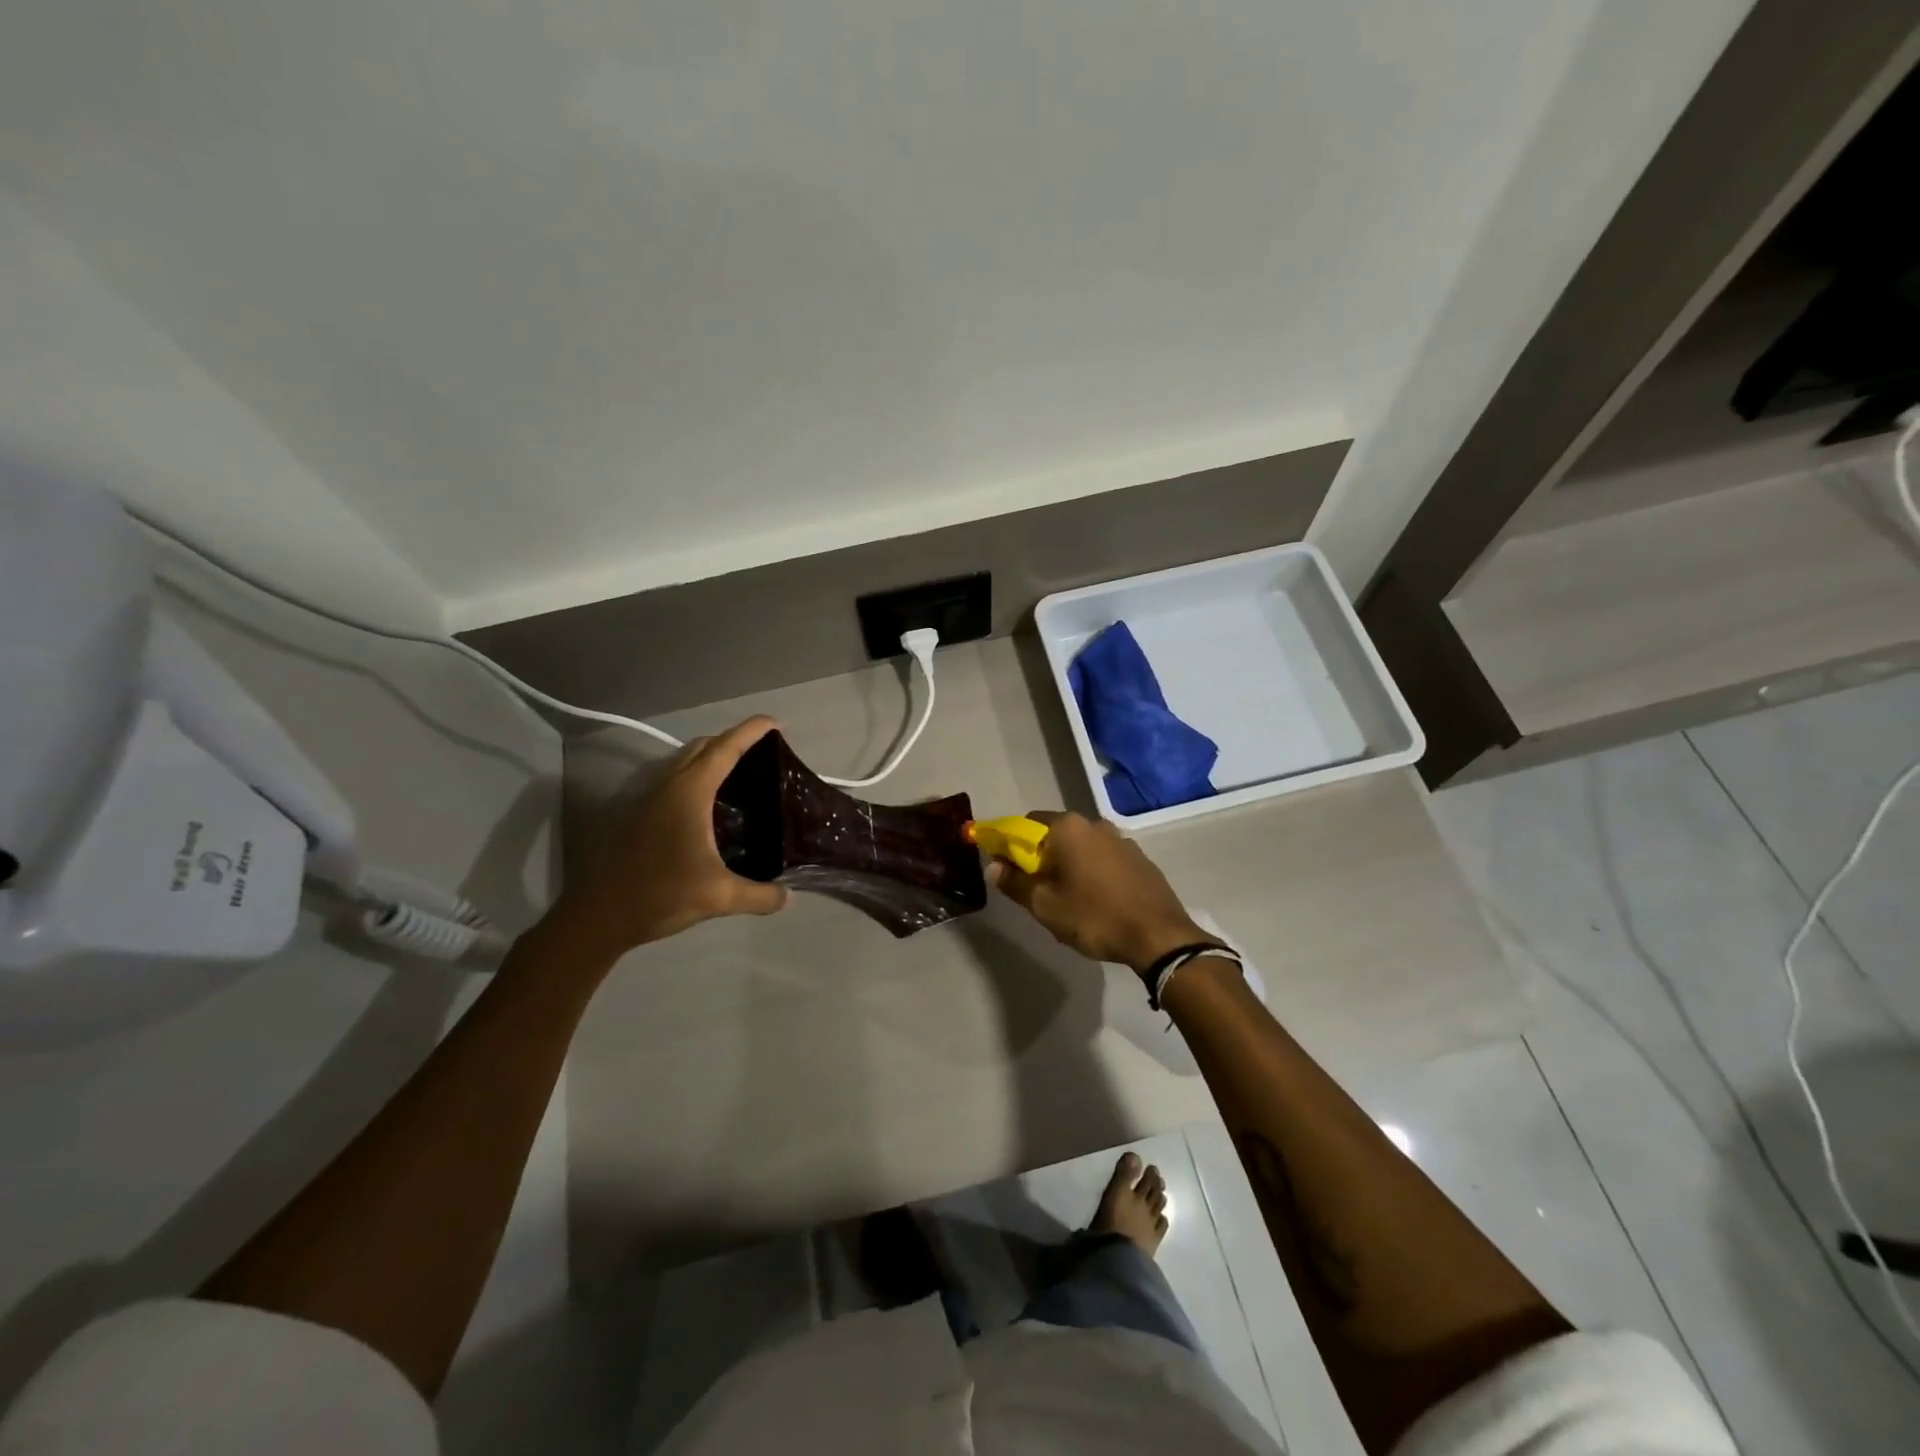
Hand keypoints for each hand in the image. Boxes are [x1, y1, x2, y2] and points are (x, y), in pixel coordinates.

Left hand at [545, 717, 787, 959]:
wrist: (599, 916)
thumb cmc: (660, 895)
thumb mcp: (718, 897)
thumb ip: (759, 895)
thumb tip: (788, 897)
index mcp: (689, 792)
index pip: (726, 749)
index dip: (752, 731)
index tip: (777, 723)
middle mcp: (668, 785)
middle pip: (704, 747)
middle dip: (734, 740)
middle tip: (764, 753)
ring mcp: (648, 797)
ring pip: (684, 761)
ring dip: (712, 757)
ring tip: (740, 775)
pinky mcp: (638, 813)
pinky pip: (673, 779)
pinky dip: (695, 776)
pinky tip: (708, 806)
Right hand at [987, 811, 1214, 974]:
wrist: (1159, 937)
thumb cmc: (1094, 917)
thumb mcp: (1045, 905)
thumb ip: (1015, 882)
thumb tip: (994, 866)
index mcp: (1069, 828)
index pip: (1025, 825)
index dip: (1010, 846)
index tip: (1006, 871)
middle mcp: (1095, 824)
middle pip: (1055, 835)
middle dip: (1041, 858)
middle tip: (1037, 892)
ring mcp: (1121, 840)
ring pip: (1081, 848)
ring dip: (1069, 866)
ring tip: (1068, 901)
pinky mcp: (1140, 859)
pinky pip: (1104, 860)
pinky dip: (1093, 873)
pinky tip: (1096, 902)